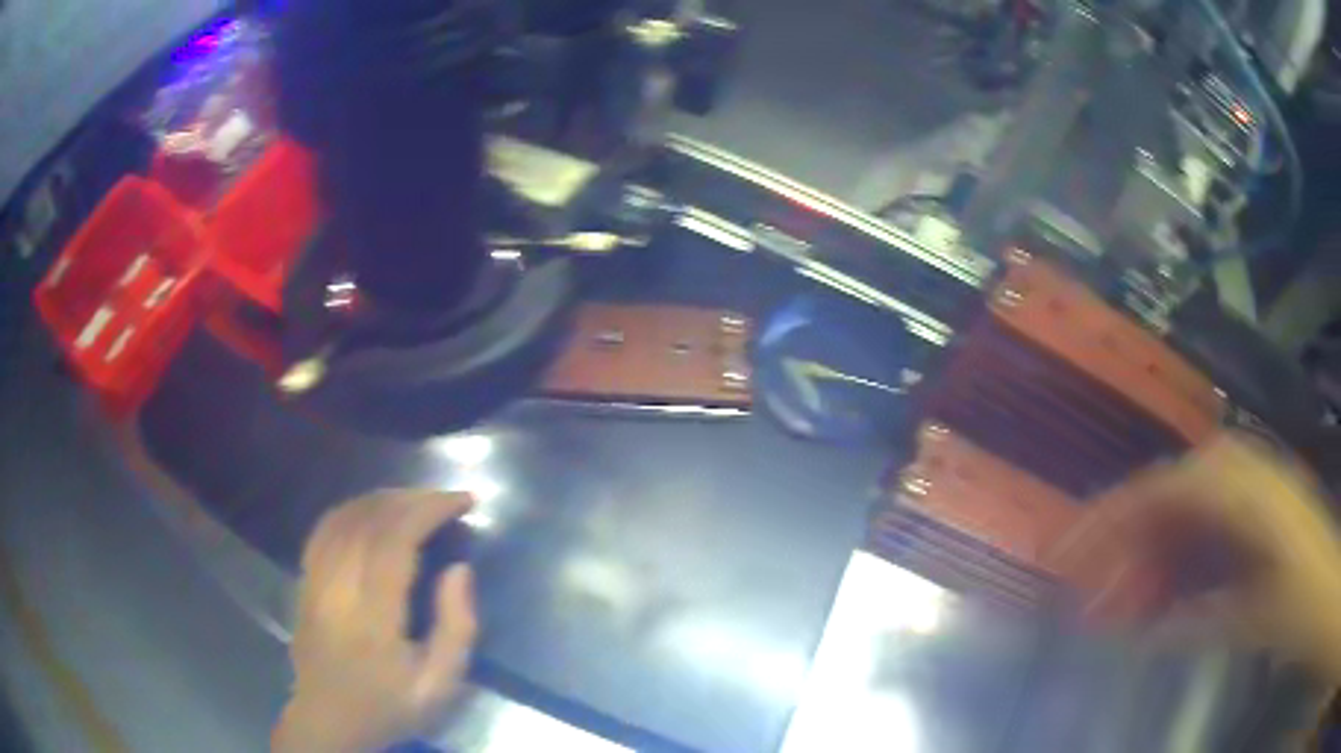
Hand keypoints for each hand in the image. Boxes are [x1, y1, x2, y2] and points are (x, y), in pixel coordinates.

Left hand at [273, 490, 477, 752]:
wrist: (328, 720)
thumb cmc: (389, 706)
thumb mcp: (439, 686)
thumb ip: (456, 629)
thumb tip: (459, 569)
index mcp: (373, 618)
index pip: (395, 542)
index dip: (428, 511)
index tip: (462, 501)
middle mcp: (338, 589)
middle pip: (369, 521)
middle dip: (411, 499)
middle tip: (444, 498)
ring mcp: (315, 581)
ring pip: (344, 518)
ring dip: (383, 499)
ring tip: (415, 501)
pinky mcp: (304, 580)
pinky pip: (324, 529)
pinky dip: (352, 509)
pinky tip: (372, 511)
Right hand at [1048, 434, 1340, 679]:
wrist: (1325, 590)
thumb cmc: (1303, 604)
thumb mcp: (1255, 619)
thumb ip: (1199, 617)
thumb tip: (1137, 628)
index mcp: (1248, 491)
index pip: (1165, 490)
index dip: (1112, 516)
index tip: (1065, 550)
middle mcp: (1246, 477)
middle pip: (1169, 495)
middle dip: (1124, 542)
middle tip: (1090, 594)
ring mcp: (1253, 494)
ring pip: (1185, 513)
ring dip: (1148, 555)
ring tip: (1120, 603)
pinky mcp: (1257, 517)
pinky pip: (1205, 531)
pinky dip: (1176, 563)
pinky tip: (1162, 598)